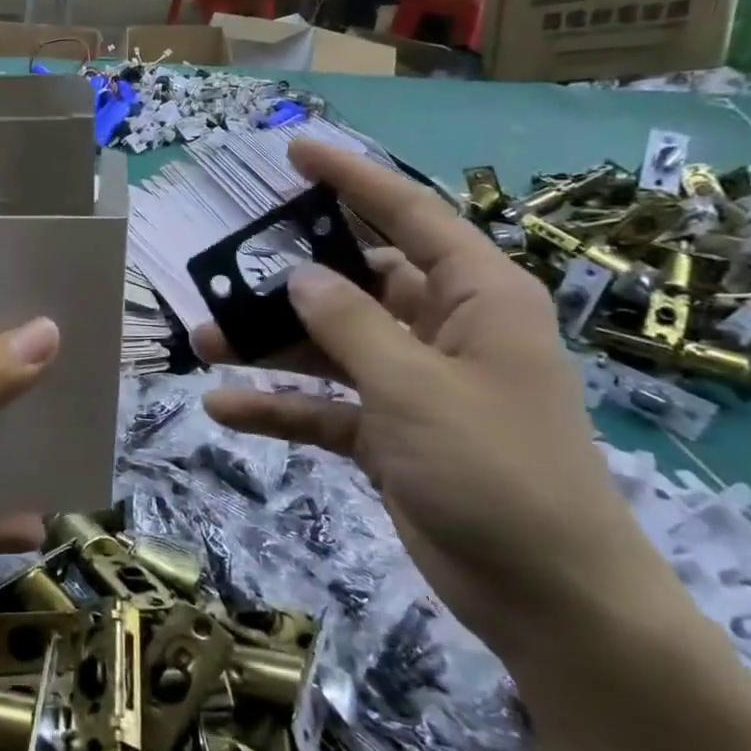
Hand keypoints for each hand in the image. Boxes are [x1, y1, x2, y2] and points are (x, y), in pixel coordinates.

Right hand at [193, 139, 668, 657]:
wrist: (548, 598)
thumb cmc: (496, 469)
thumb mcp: (414, 386)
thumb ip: (349, 323)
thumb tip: (298, 274)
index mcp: (475, 298)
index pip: (409, 215)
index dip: (352, 179)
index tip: (296, 152)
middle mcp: (442, 330)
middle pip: (353, 284)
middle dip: (287, 281)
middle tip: (225, 270)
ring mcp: (412, 384)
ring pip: (328, 346)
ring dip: (269, 347)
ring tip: (202, 342)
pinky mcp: (389, 434)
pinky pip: (324, 406)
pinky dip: (279, 407)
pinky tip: (224, 408)